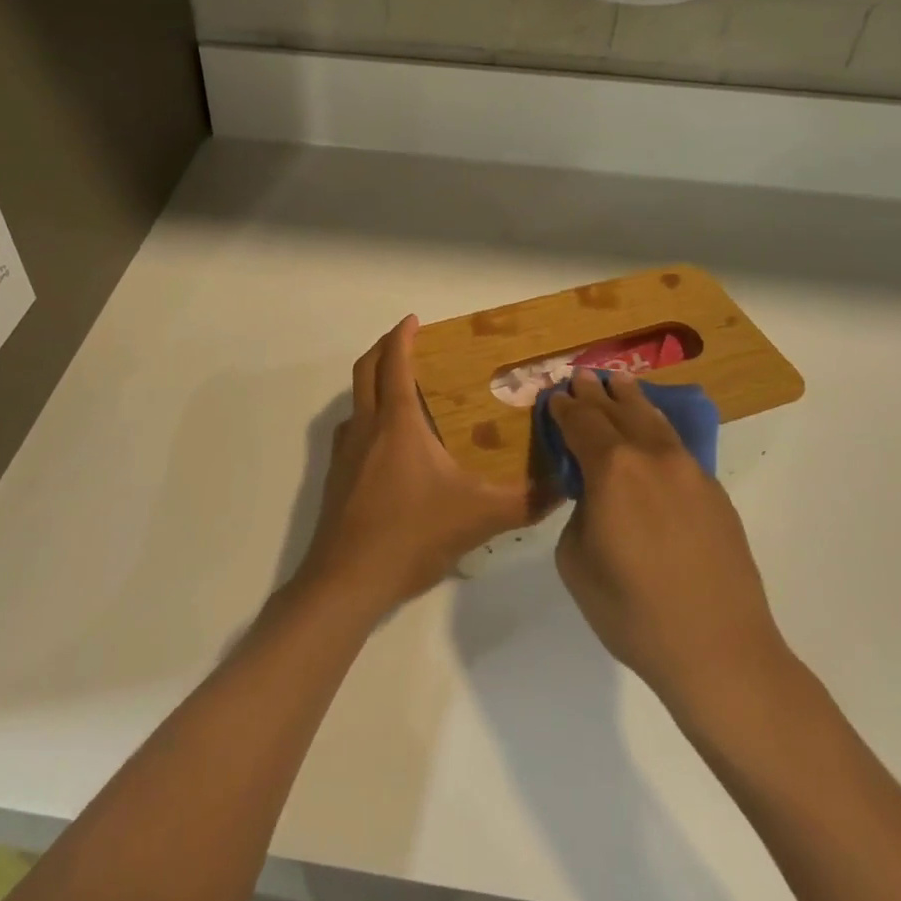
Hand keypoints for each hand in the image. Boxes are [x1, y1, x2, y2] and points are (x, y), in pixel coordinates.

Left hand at [298, 317, 532, 616]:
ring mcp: (345, 453)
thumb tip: (564, 485)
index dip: (403, 336)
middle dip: (383, 349)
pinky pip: (352, 433)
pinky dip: (368, 421)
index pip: (395, 363)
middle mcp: (366, 428)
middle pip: (365, 371)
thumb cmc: (411, 535)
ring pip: (355, 402)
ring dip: (373, 385)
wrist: (347, 580)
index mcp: (398, 423)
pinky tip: (390, 449)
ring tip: (402, 394)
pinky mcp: (336, 479)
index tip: (414, 320)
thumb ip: (525, 501)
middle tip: (406, 343)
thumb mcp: (478, 517)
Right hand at [551, 370, 795, 720]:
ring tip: (620, 383)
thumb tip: (596, 498)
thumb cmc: (632, 610)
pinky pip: (677, 446)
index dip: (564, 408)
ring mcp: (689, 471)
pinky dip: (657, 427)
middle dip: (596, 394)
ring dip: (632, 400)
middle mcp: (651, 456)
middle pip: (618, 412)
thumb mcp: (575, 561)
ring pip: (654, 421)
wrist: (718, 650)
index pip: (581, 423)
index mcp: (612, 469)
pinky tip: (653, 428)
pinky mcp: (714, 493)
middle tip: (583, 377)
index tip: (554, 395)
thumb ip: (579, 513)